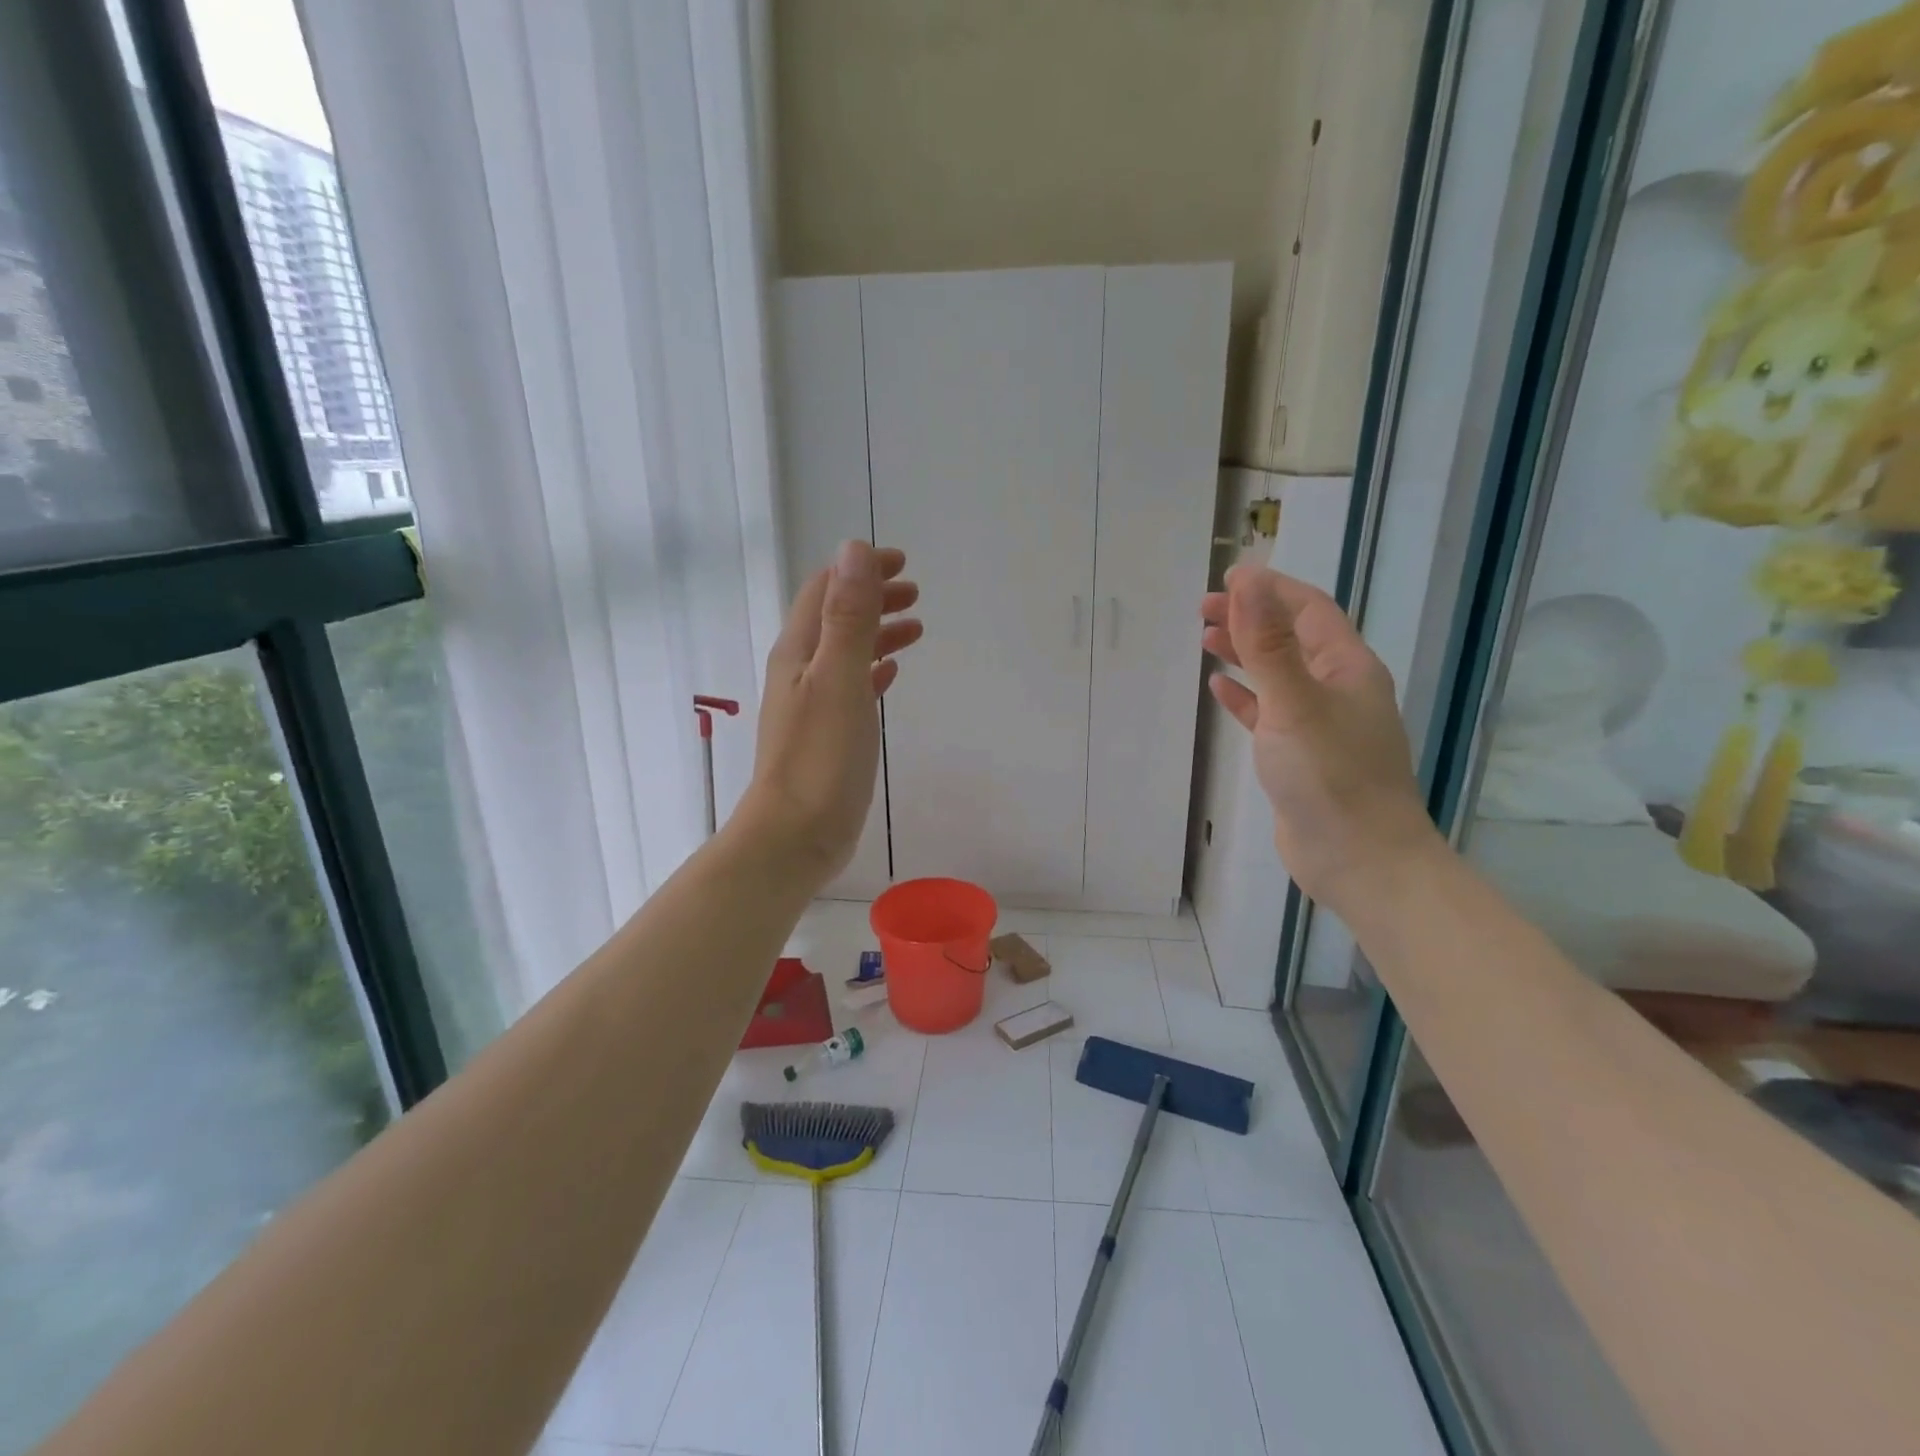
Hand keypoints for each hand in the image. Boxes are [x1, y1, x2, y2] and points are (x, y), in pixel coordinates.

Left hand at [735, 541, 921, 885]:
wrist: (795, 834)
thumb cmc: (820, 757)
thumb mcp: (839, 679)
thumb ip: (848, 616)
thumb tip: (853, 549)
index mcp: (799, 652)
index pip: (826, 590)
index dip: (860, 570)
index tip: (901, 563)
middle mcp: (801, 671)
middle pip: (836, 618)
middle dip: (873, 597)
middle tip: (914, 594)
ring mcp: (813, 704)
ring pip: (846, 652)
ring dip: (878, 632)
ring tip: (915, 629)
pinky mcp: (828, 734)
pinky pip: (852, 686)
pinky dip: (873, 670)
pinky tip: (891, 675)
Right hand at [1202, 565, 1439, 914]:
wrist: (1359, 859)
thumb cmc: (1331, 776)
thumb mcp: (1295, 702)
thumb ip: (1267, 643)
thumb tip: (1247, 581)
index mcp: (1348, 668)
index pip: (1308, 610)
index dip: (1270, 589)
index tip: (1227, 579)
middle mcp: (1338, 689)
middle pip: (1291, 639)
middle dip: (1251, 618)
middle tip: (1204, 609)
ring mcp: (1320, 724)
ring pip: (1278, 675)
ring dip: (1245, 653)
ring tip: (1206, 639)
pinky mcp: (1300, 756)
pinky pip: (1270, 712)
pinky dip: (1245, 696)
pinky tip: (1219, 689)